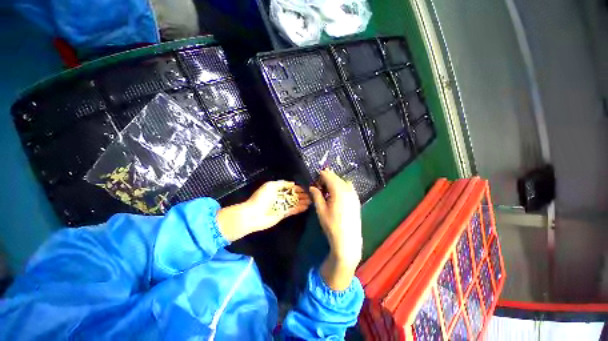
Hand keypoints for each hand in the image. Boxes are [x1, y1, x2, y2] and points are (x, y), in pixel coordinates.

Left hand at [217, 181, 310, 241]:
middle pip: (293, 196)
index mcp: (277, 190)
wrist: (253, 214)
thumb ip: (282, 183)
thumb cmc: (261, 198)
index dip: (298, 188)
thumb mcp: (270, 185)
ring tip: (311, 201)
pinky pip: (292, 210)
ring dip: (302, 202)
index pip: (290, 188)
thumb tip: (293, 183)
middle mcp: (280, 197)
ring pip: (294, 203)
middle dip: (302, 195)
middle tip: (311, 196)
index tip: (306, 188)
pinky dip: (299, 209)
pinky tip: (306, 207)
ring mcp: (282, 206)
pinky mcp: (283, 214)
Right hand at [309, 169, 361, 289]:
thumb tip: (312, 187)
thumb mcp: (321, 210)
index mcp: (338, 192)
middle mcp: (348, 190)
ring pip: (344, 182)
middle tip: (321, 180)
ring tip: (328, 186)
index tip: (317, 176)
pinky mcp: (357, 201)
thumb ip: (317, 196)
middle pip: (337, 178)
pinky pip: (349, 188)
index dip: (323, 175)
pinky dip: (343, 186)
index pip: (330, 177)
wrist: (347, 240)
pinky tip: (338, 193)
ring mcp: (354, 195)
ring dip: (336, 181)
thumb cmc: (331, 226)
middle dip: (329, 177)